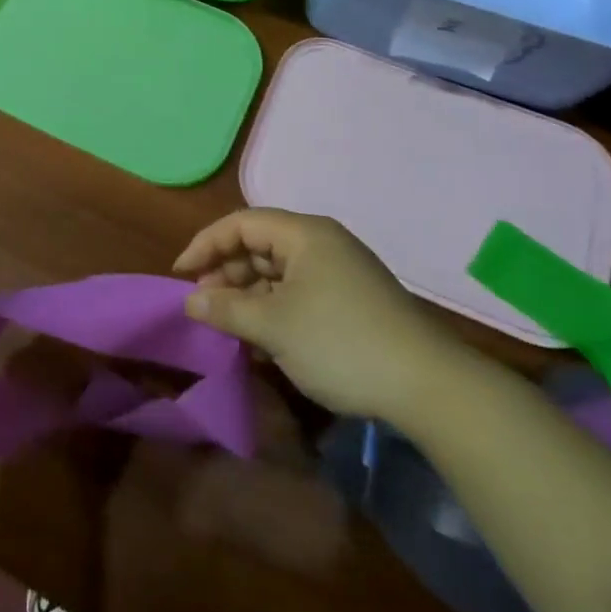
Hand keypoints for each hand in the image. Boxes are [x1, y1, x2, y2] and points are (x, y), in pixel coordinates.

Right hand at [173, 208, 469, 425]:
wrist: (430, 388)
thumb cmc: (340, 343)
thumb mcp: (273, 326)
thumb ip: (226, 309)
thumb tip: (189, 301)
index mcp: (304, 234)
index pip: (241, 224)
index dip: (205, 245)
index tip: (180, 275)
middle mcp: (322, 243)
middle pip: (260, 245)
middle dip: (227, 273)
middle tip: (204, 307)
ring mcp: (341, 272)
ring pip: (279, 272)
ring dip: (249, 295)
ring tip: (229, 326)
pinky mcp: (353, 301)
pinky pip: (299, 292)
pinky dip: (275, 309)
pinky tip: (263, 339)